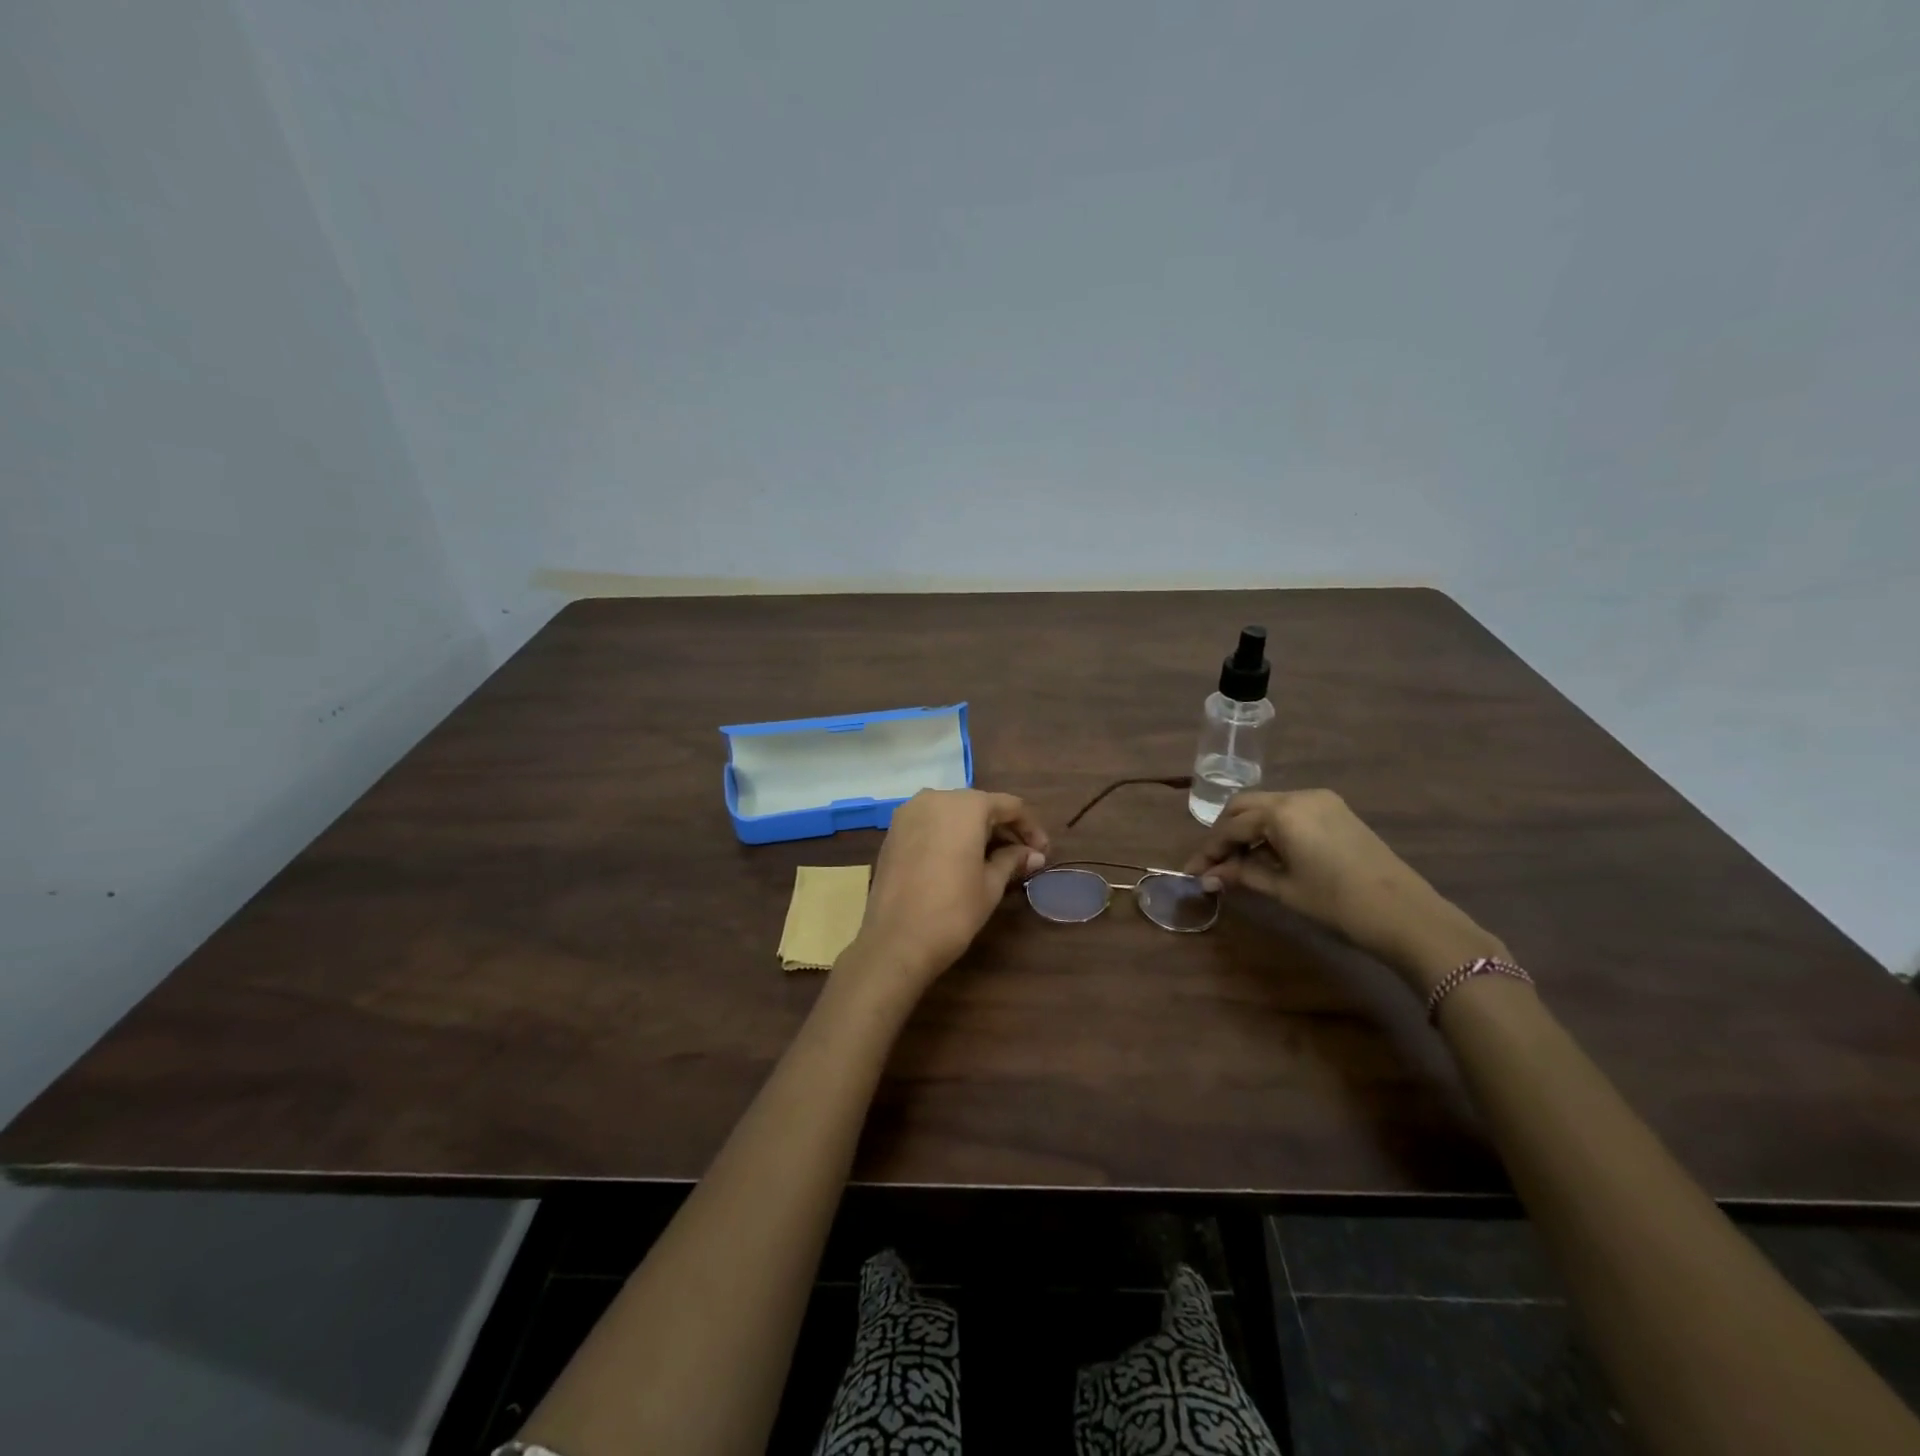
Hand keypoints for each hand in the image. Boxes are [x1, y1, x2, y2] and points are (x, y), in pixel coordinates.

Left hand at [845, 789, 1048, 1001]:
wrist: (895, 941)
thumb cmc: (952, 911)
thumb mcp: (990, 885)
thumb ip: (1012, 860)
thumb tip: (1034, 855)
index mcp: (965, 805)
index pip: (1009, 806)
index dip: (1030, 828)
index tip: (1043, 852)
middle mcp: (935, 797)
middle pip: (979, 806)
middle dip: (1003, 828)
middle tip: (1022, 857)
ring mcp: (909, 812)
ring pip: (953, 813)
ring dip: (976, 831)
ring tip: (994, 859)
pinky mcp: (893, 831)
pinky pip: (931, 823)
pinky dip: (950, 835)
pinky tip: (962, 859)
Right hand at [1183, 789, 1506, 993]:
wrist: (1404, 914)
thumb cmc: (1336, 903)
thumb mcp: (1283, 889)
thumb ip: (1242, 875)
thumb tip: (1208, 876)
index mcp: (1281, 812)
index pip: (1231, 826)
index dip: (1208, 850)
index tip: (1192, 872)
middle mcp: (1298, 796)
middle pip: (1245, 807)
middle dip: (1224, 833)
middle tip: (1212, 863)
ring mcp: (1321, 801)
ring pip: (1267, 807)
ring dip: (1247, 830)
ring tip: (1237, 863)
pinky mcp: (1336, 811)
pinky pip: (1290, 812)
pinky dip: (1271, 829)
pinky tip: (1268, 854)